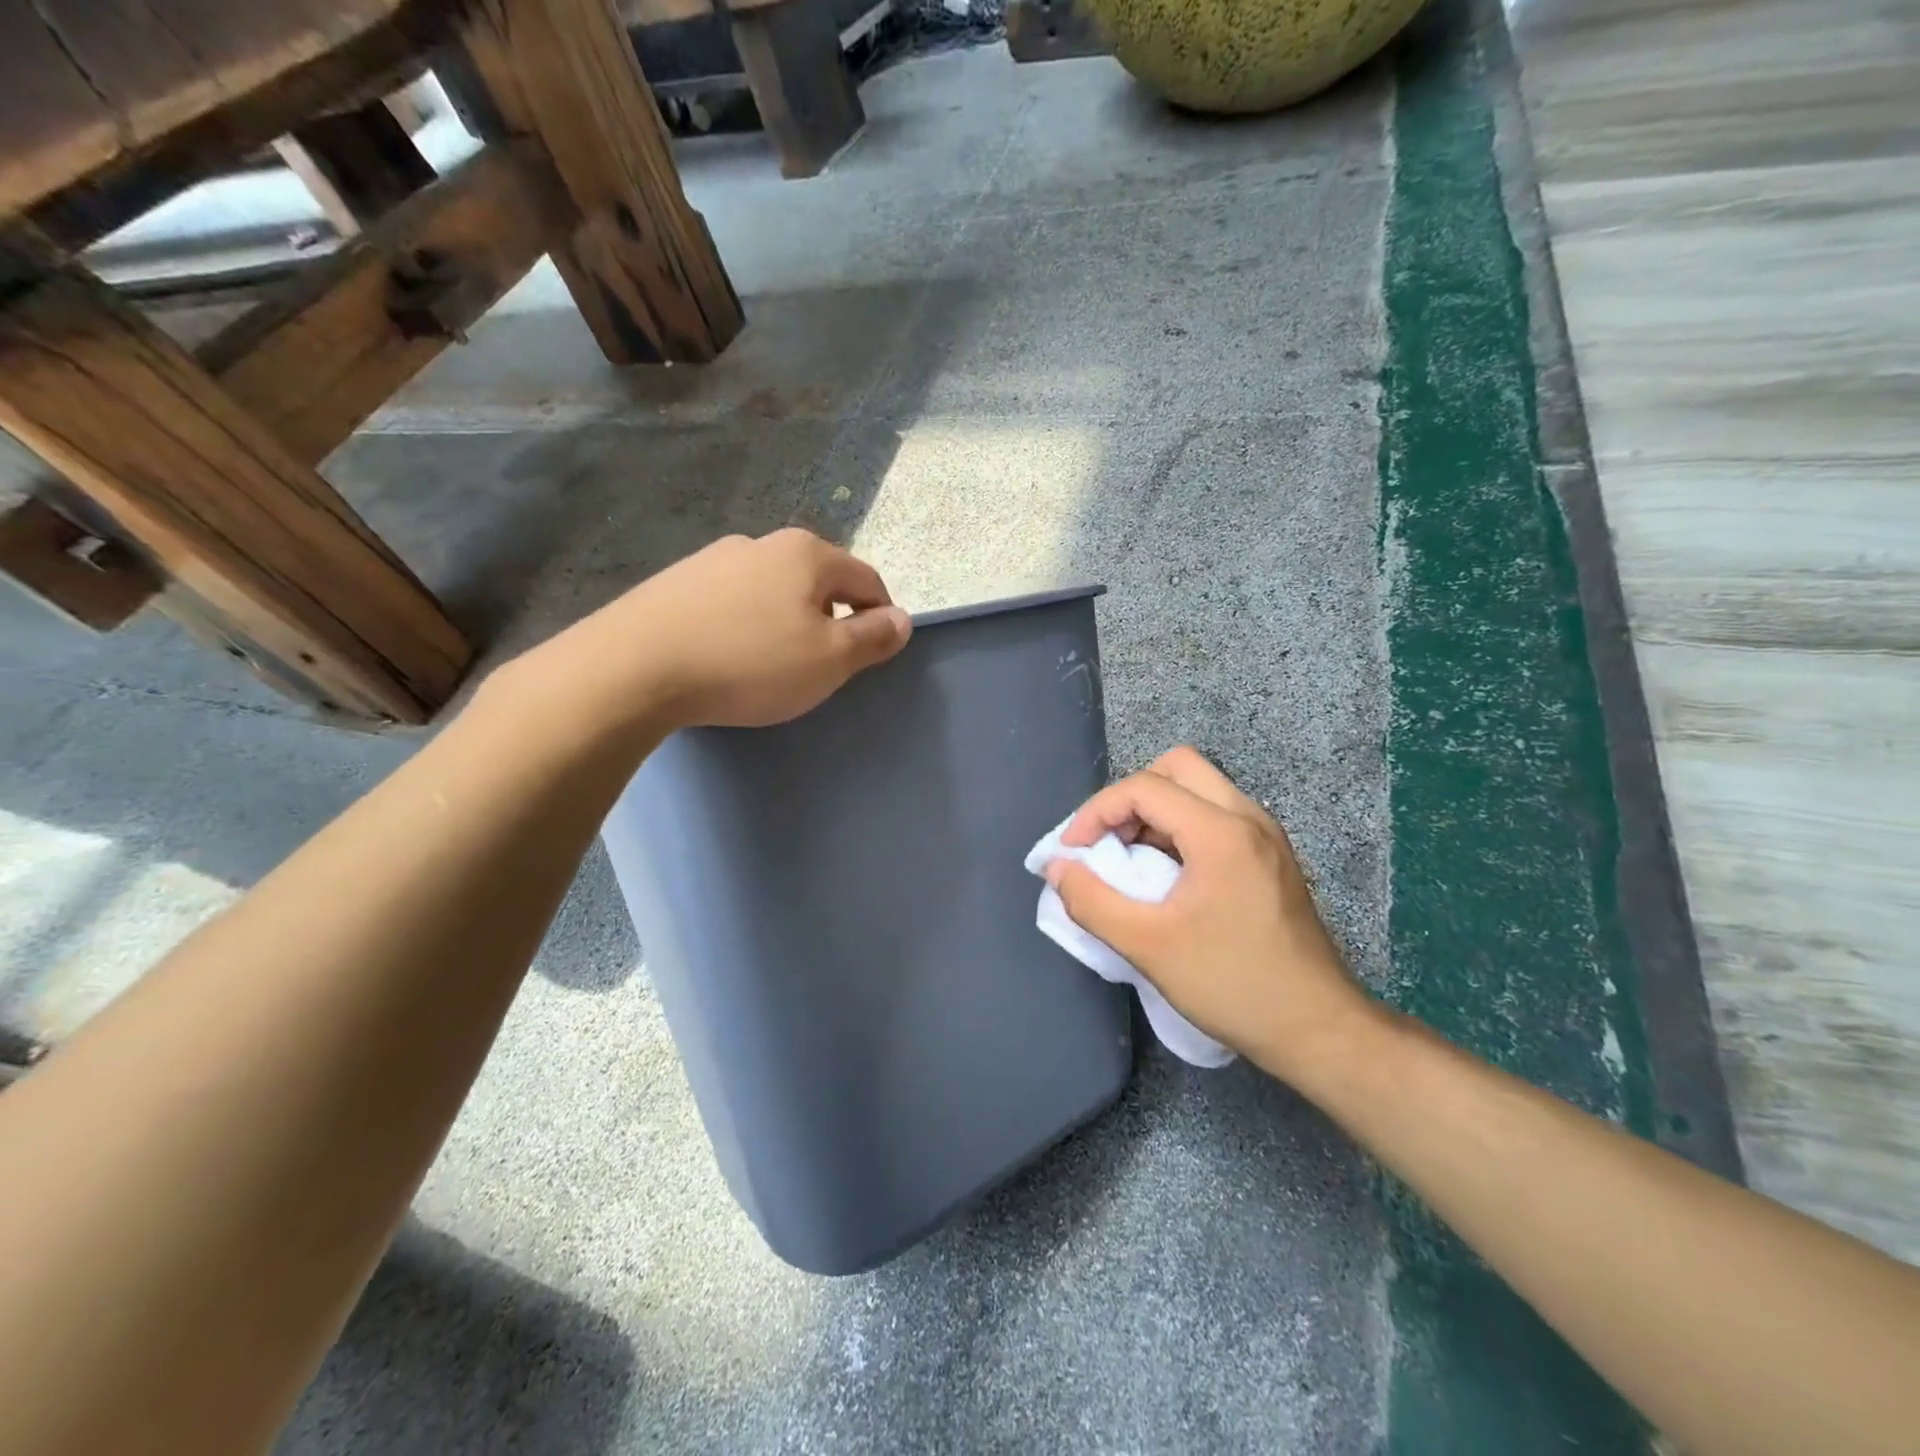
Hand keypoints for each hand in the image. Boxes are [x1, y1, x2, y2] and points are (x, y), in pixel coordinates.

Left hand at [511, 528, 911, 738]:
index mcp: (807, 554)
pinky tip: (728, 657)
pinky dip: (744, 625)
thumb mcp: (829, 660)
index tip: (872, 655)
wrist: (634, 667)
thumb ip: (872, 638)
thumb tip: (904, 619)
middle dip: (830, 618)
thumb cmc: (750, 664)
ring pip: (772, 590)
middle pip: (818, 581)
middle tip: (822, 666)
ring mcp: (713, 559)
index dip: (880, 617)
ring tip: (771, 665)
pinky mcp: (676, 582)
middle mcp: (762, 543)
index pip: (867, 581)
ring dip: (786, 621)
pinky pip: (731, 602)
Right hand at [1047, 746, 1370, 1077]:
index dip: (1096, 812)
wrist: (1317, 1028)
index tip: (1072, 852)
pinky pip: (1216, 815)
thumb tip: (1057, 868)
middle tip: (1108, 841)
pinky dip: (1181, 827)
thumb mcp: (1147, 946)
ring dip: (1156, 811)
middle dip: (1131, 796)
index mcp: (1220, 831)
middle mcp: (1248, 818)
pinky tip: (1167, 874)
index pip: (1144, 787)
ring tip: (1131, 858)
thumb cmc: (1231, 984)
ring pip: (1200, 788)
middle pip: (1177, 767)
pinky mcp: (1271, 856)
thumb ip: (1091, 901)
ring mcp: (1265, 835)